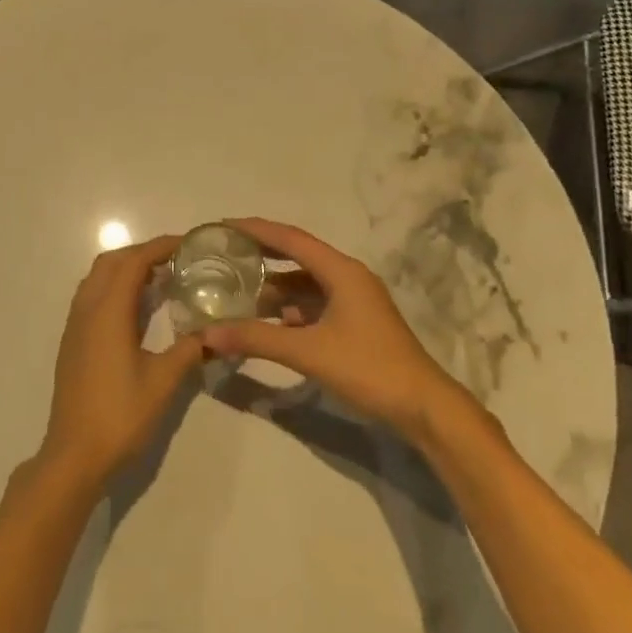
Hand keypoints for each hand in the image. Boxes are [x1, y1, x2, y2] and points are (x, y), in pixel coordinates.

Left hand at [39, 234, 204, 493]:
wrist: (74, 455)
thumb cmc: (120, 415)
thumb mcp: (164, 382)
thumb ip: (189, 350)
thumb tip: (213, 332)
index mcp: (108, 311)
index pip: (134, 262)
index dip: (160, 247)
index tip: (189, 244)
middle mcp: (87, 309)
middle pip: (112, 262)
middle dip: (143, 253)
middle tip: (176, 260)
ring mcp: (75, 325)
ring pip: (98, 278)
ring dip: (127, 269)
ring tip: (160, 280)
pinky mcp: (73, 341)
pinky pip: (93, 297)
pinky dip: (115, 288)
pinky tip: (138, 310)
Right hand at [201, 218, 460, 442]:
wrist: (422, 406)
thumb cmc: (367, 368)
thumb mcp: (308, 352)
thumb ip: (257, 339)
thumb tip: (209, 333)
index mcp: (341, 271)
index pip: (291, 239)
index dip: (256, 230)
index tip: (224, 226)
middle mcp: (348, 277)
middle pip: (298, 256)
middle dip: (263, 255)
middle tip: (227, 254)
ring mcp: (355, 300)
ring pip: (307, 283)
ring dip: (276, 287)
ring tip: (240, 292)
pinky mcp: (356, 322)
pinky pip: (316, 304)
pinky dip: (291, 308)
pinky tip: (271, 322)